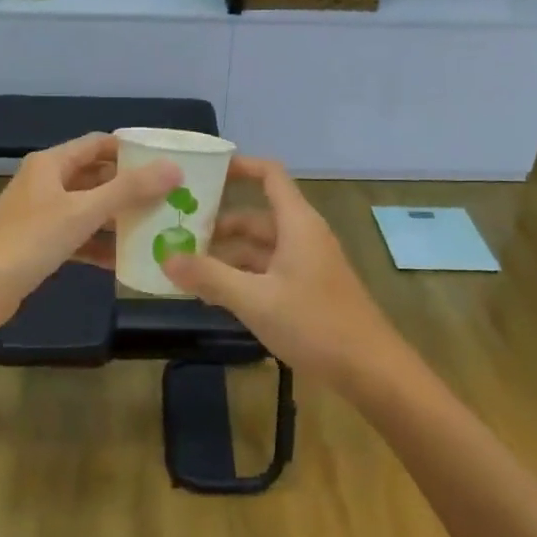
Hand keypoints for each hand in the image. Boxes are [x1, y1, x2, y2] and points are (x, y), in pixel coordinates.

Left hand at [0, 133, 181, 334]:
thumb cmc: (28, 242)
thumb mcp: (82, 212)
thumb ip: (128, 190)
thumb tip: (173, 167)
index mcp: (51, 164)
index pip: (99, 144)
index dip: (132, 150)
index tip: (166, 162)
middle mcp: (46, 183)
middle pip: (96, 176)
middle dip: (130, 187)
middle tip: (169, 197)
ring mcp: (41, 215)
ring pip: (88, 209)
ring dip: (117, 217)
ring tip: (156, 227)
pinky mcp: (39, 244)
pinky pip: (78, 237)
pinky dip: (99, 245)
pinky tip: (126, 260)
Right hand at [162, 157, 399, 388]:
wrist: (370, 369)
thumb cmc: (314, 323)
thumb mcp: (255, 300)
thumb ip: (210, 277)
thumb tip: (166, 258)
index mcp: (297, 223)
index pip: (269, 175)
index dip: (239, 167)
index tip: (204, 173)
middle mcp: (303, 236)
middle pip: (256, 217)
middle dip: (218, 224)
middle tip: (177, 233)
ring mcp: (307, 264)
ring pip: (260, 248)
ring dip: (227, 256)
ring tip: (186, 269)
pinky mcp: (308, 290)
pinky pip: (268, 271)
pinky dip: (242, 277)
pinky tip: (214, 296)